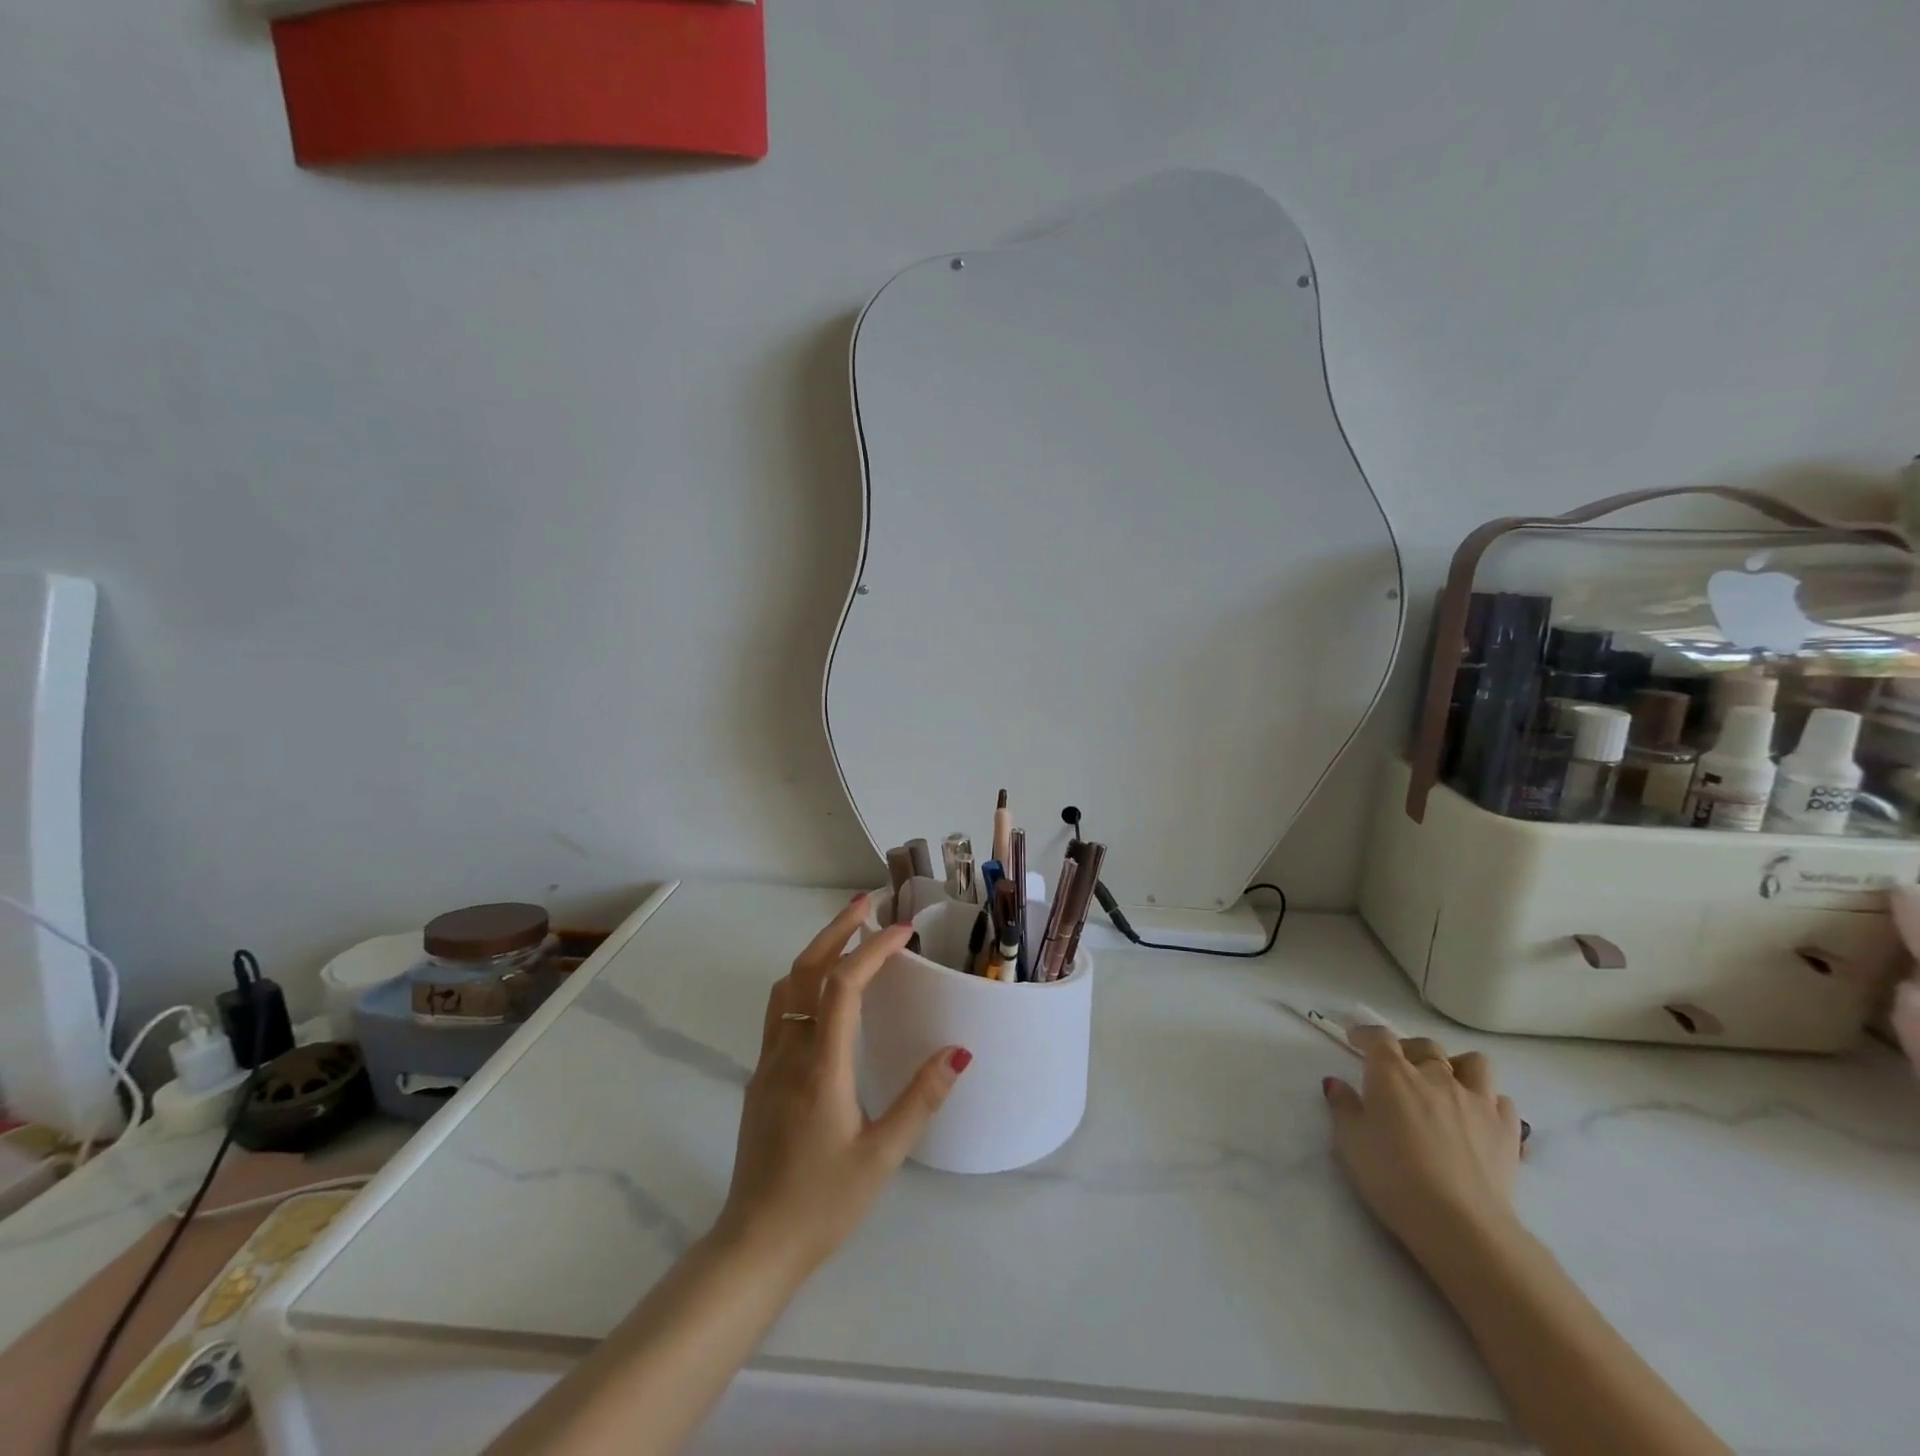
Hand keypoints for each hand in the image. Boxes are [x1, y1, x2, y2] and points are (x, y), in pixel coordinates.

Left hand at [713, 896, 970, 1283]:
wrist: (753, 1245)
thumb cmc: (823, 1203)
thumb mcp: (882, 1157)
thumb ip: (920, 1100)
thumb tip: (958, 1051)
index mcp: (821, 1067)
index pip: (843, 986)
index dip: (872, 950)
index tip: (903, 930)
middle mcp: (789, 1052)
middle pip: (805, 970)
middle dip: (837, 931)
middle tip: (868, 903)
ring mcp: (768, 1062)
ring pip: (786, 986)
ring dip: (816, 951)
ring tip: (848, 935)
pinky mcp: (761, 1077)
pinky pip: (780, 1009)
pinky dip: (804, 980)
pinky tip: (823, 990)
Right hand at [1322, 1028, 1522, 1263]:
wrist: (1460, 1223)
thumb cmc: (1392, 1177)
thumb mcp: (1350, 1141)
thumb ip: (1343, 1106)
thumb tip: (1337, 1083)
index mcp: (1392, 1074)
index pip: (1378, 1037)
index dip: (1365, 1033)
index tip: (1355, 1038)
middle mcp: (1436, 1076)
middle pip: (1425, 1046)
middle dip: (1408, 1050)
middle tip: (1397, 1068)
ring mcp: (1477, 1101)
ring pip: (1473, 1064)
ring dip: (1456, 1067)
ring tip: (1445, 1084)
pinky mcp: (1507, 1131)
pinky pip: (1501, 1100)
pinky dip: (1488, 1101)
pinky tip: (1477, 1116)